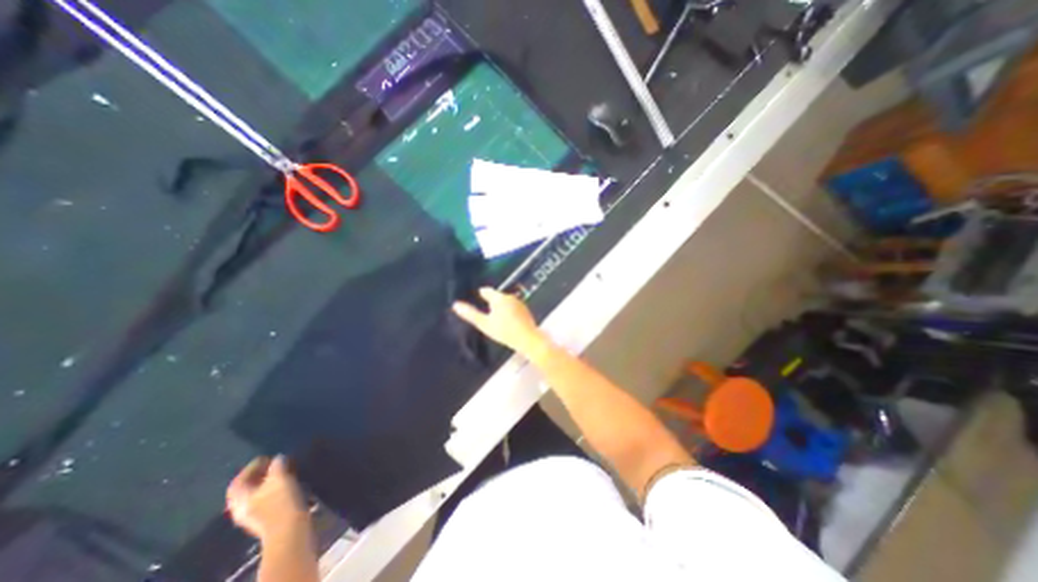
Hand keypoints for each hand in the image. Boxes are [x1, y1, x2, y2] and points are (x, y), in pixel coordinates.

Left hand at [228, 457, 306, 543]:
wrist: (289, 529)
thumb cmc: (280, 501)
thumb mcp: (280, 478)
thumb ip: (277, 465)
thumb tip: (278, 457)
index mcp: (239, 499)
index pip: (238, 481)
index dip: (251, 467)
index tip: (267, 456)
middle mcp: (241, 508)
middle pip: (247, 488)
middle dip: (260, 475)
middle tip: (275, 462)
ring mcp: (253, 516)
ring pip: (258, 494)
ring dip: (269, 481)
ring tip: (284, 470)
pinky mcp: (267, 519)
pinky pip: (267, 499)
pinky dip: (275, 489)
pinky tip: (288, 483)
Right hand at [454, 290, 550, 357]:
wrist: (528, 339)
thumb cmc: (504, 331)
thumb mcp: (484, 324)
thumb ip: (471, 314)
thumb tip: (455, 305)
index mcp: (499, 298)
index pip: (487, 291)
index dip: (481, 293)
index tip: (476, 296)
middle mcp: (510, 297)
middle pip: (497, 296)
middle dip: (490, 301)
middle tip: (483, 308)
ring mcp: (519, 303)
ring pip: (506, 301)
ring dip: (500, 306)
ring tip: (494, 315)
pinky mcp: (525, 310)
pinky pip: (513, 307)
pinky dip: (508, 310)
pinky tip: (506, 319)